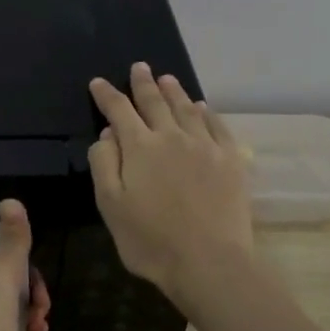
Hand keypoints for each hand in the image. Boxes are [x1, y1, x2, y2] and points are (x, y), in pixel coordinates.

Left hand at [0, 199, 50, 330]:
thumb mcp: (4, 276)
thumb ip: (13, 241)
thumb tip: (10, 201)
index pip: (4, 259)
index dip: (29, 274)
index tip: (41, 295)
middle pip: (7, 283)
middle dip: (31, 296)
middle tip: (41, 315)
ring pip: (6, 305)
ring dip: (28, 314)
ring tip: (38, 330)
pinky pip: (0, 326)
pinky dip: (17, 330)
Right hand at [88, 63, 253, 303]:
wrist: (209, 262)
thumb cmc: (150, 239)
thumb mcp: (110, 205)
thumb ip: (104, 164)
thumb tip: (108, 134)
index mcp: (140, 147)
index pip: (119, 111)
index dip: (107, 95)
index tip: (98, 83)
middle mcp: (172, 137)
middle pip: (155, 102)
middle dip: (143, 83)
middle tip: (139, 67)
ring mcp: (206, 146)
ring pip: (187, 109)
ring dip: (174, 92)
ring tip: (167, 79)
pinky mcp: (231, 160)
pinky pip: (217, 126)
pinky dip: (206, 113)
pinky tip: (202, 108)